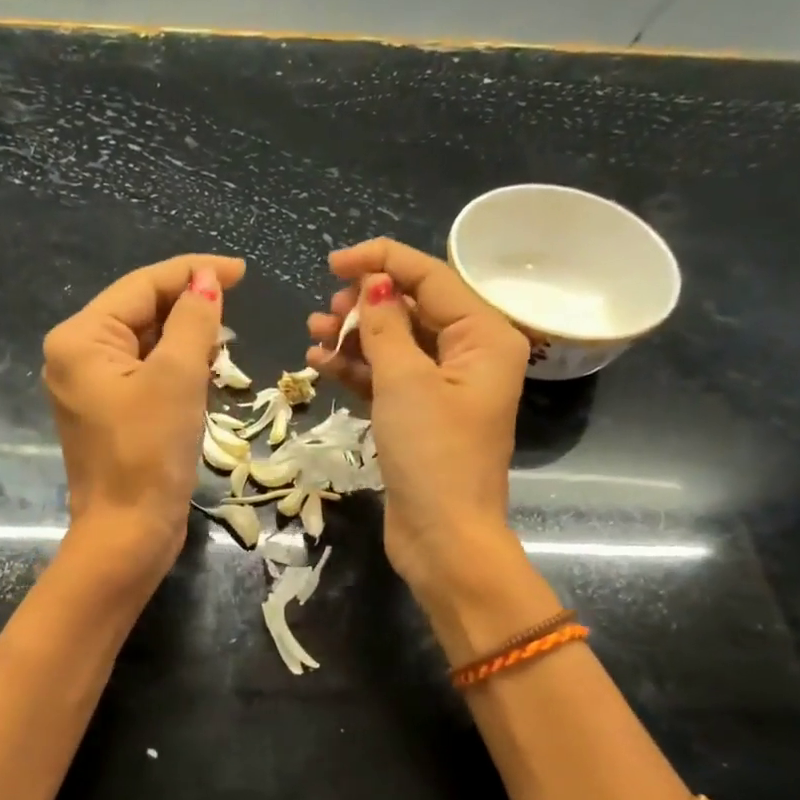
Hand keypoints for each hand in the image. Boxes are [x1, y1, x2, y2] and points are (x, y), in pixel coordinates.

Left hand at [43, 253, 244, 582]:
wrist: (128, 533)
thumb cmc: (149, 452)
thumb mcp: (177, 378)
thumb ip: (193, 321)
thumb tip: (206, 280)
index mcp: (80, 338)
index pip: (141, 286)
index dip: (192, 273)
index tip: (241, 271)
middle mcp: (75, 355)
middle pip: (139, 311)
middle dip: (188, 307)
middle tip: (237, 308)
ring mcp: (89, 386)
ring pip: (144, 343)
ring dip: (184, 337)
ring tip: (225, 341)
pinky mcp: (107, 412)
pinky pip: (143, 372)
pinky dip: (174, 366)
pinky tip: (204, 369)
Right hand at [306, 238, 528, 588]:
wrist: (443, 537)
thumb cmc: (432, 454)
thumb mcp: (405, 382)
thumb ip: (385, 326)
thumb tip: (372, 281)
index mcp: (484, 336)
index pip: (431, 277)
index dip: (382, 261)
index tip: (333, 263)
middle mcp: (470, 355)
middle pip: (413, 309)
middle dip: (365, 305)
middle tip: (325, 312)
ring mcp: (444, 388)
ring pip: (396, 344)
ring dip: (355, 336)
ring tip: (314, 334)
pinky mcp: (420, 416)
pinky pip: (387, 377)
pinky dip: (357, 368)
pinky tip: (320, 362)